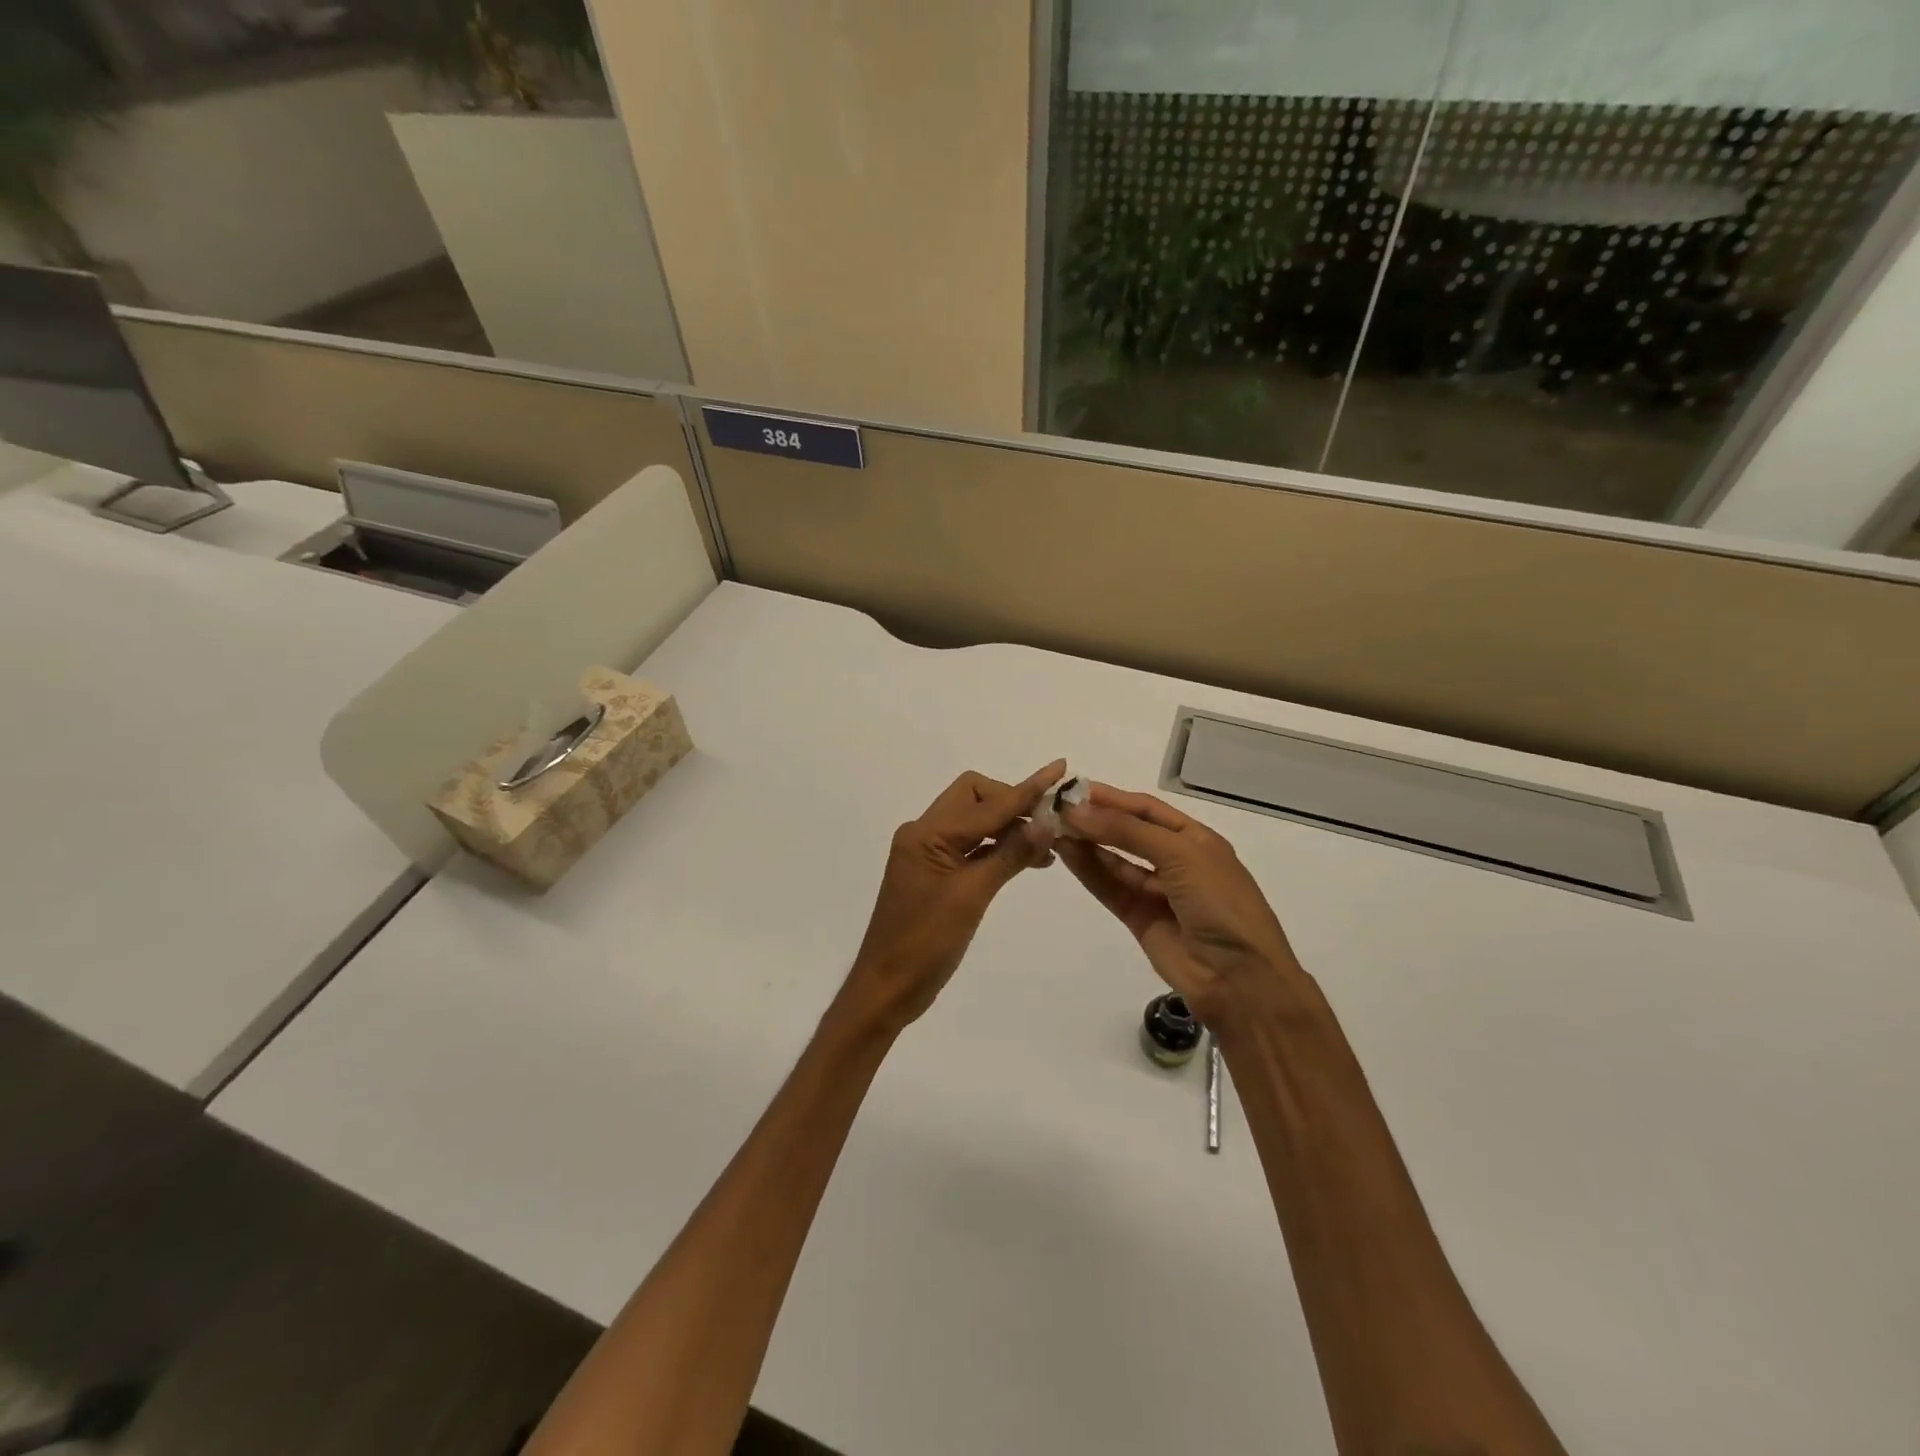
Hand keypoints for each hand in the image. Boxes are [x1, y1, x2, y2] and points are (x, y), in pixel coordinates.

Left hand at [841, 760, 1064, 1031]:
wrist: (886, 988)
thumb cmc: (925, 944)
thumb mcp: (972, 897)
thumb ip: (1010, 854)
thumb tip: (1048, 821)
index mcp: (927, 834)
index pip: (986, 802)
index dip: (1026, 788)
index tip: (1060, 769)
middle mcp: (924, 834)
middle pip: (975, 798)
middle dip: (1012, 802)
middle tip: (1050, 823)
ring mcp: (927, 854)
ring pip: (974, 822)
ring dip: (1008, 826)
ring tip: (1048, 844)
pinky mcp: (934, 874)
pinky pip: (970, 846)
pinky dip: (996, 847)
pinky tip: (1025, 859)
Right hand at [1058, 783, 1312, 1027]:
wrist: (1239, 978)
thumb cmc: (1220, 902)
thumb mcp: (1180, 855)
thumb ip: (1127, 831)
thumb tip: (1077, 810)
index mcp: (1195, 839)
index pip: (1147, 810)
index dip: (1112, 798)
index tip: (1074, 789)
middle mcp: (1175, 861)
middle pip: (1128, 833)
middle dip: (1095, 819)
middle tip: (1056, 808)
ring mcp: (1156, 891)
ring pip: (1115, 860)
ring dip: (1087, 843)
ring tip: (1053, 827)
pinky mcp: (1138, 918)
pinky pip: (1109, 888)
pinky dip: (1088, 870)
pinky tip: (1066, 852)